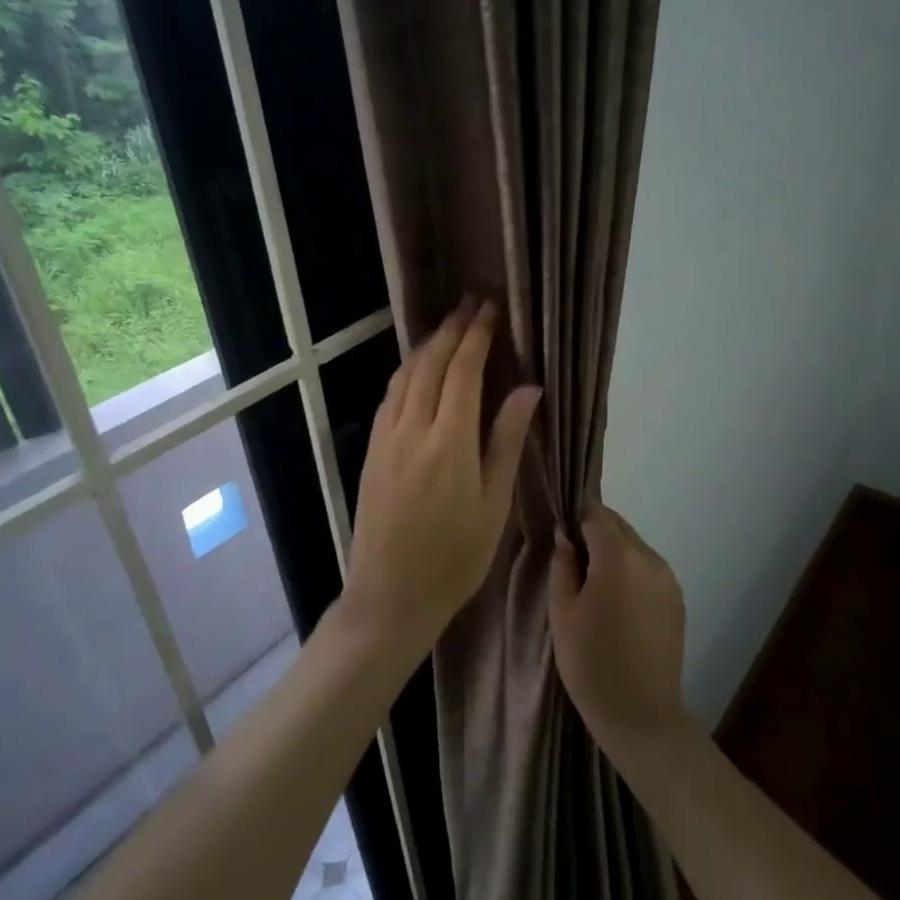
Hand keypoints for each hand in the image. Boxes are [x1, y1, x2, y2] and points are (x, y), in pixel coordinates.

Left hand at [343, 299, 540, 658]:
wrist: (389, 595)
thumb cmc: (454, 557)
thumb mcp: (494, 504)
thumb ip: (508, 440)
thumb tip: (528, 388)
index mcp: (449, 442)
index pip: (463, 371)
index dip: (477, 336)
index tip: (490, 309)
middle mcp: (412, 429)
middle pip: (430, 363)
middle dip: (452, 329)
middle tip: (471, 303)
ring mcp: (385, 438)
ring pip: (405, 375)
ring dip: (427, 345)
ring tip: (448, 326)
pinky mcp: (371, 450)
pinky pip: (390, 395)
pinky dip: (407, 370)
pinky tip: (418, 368)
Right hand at [549, 502, 695, 757]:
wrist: (640, 714)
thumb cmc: (590, 662)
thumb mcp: (562, 612)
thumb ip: (562, 564)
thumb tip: (565, 536)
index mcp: (618, 556)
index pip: (596, 515)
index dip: (576, 517)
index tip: (560, 529)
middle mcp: (649, 558)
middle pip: (619, 527)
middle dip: (595, 531)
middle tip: (571, 557)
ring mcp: (668, 578)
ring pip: (635, 546)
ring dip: (614, 551)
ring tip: (593, 582)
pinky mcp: (677, 598)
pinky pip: (649, 568)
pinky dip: (631, 570)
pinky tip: (617, 600)